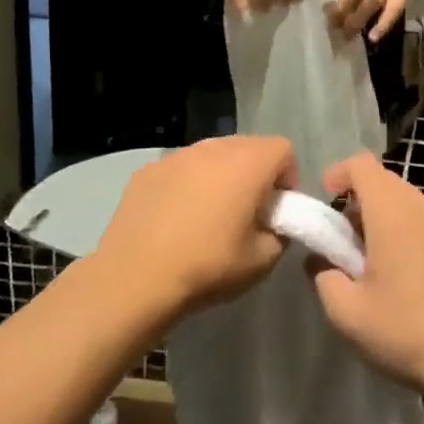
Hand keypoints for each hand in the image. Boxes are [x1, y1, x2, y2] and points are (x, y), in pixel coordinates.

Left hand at [97, 136, 296, 316]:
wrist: (135, 277)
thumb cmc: (207, 266)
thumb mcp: (262, 261)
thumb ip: (280, 234)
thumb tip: (273, 224)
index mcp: (246, 164)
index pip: (283, 149)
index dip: (288, 177)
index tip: (276, 209)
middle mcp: (212, 148)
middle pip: (247, 146)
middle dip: (255, 172)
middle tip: (247, 211)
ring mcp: (176, 156)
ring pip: (211, 154)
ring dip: (220, 175)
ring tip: (209, 214)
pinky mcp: (147, 170)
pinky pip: (180, 168)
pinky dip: (187, 184)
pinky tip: (175, 218)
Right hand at [310, 152, 423, 402]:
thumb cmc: (408, 335)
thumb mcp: (347, 314)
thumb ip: (324, 277)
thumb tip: (322, 261)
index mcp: (393, 213)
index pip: (362, 165)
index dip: (340, 174)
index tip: (329, 201)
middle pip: (390, 187)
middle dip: (365, 207)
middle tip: (354, 248)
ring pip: (419, 211)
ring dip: (398, 227)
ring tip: (392, 272)